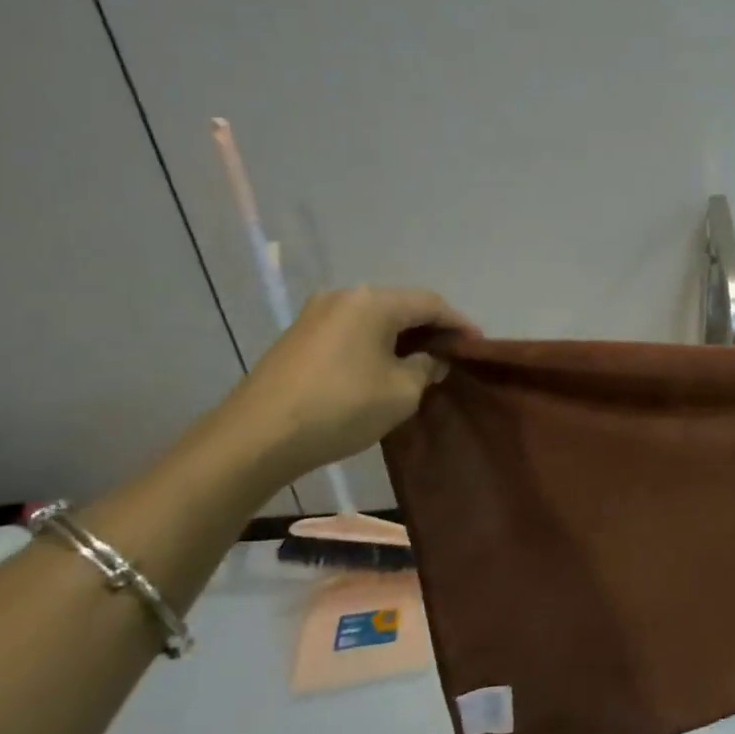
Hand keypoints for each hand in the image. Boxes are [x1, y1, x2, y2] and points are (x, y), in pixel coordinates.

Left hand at [219, 285, 475, 482]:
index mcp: (373, 302)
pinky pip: (351, 332)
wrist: (257, 437)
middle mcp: (344, 296)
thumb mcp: (401, 392)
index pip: (430, 303)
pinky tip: (382, 370)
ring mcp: (316, 315)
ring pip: (374, 320)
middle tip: (451, 356)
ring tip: (420, 365)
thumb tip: (430, 359)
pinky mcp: (298, 337)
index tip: (477, 345)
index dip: (458, 323)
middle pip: (400, 306)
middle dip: (430, 330)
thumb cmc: (341, 407)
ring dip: (401, 339)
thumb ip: (425, 368)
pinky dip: (375, 345)